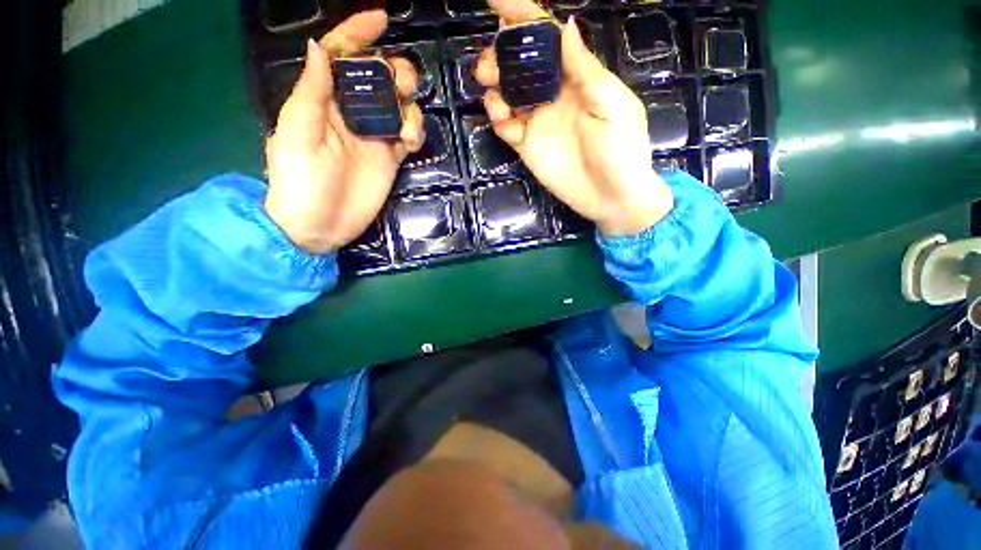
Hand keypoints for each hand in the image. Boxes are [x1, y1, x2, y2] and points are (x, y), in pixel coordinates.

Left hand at [264, 11, 424, 253]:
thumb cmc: (301, 181)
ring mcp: (374, 137)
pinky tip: (410, 139)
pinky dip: (415, 130)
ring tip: (405, 123)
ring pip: (399, 105)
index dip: (358, 34)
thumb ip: (312, 92)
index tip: (382, 18)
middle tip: (401, 83)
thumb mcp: (298, 133)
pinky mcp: (391, 158)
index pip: (341, 57)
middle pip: (378, 79)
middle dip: (393, 71)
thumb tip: (320, 47)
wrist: (320, 225)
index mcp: (324, 101)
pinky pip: (409, 135)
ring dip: (408, 103)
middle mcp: (351, 114)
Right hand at [476, 0, 673, 236]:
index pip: (547, 39)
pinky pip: (507, 128)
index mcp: (577, 77)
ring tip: (495, 100)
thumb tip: (566, 26)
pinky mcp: (528, 147)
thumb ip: (585, 70)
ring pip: (507, 95)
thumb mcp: (611, 105)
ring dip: (495, 90)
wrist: (611, 197)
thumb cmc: (622, 150)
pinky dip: (499, 122)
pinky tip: (504, 125)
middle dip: (500, 58)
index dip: (523, 17)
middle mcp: (554, 95)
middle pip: (520, 66)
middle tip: (488, 68)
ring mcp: (539, 122)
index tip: (496, 1)